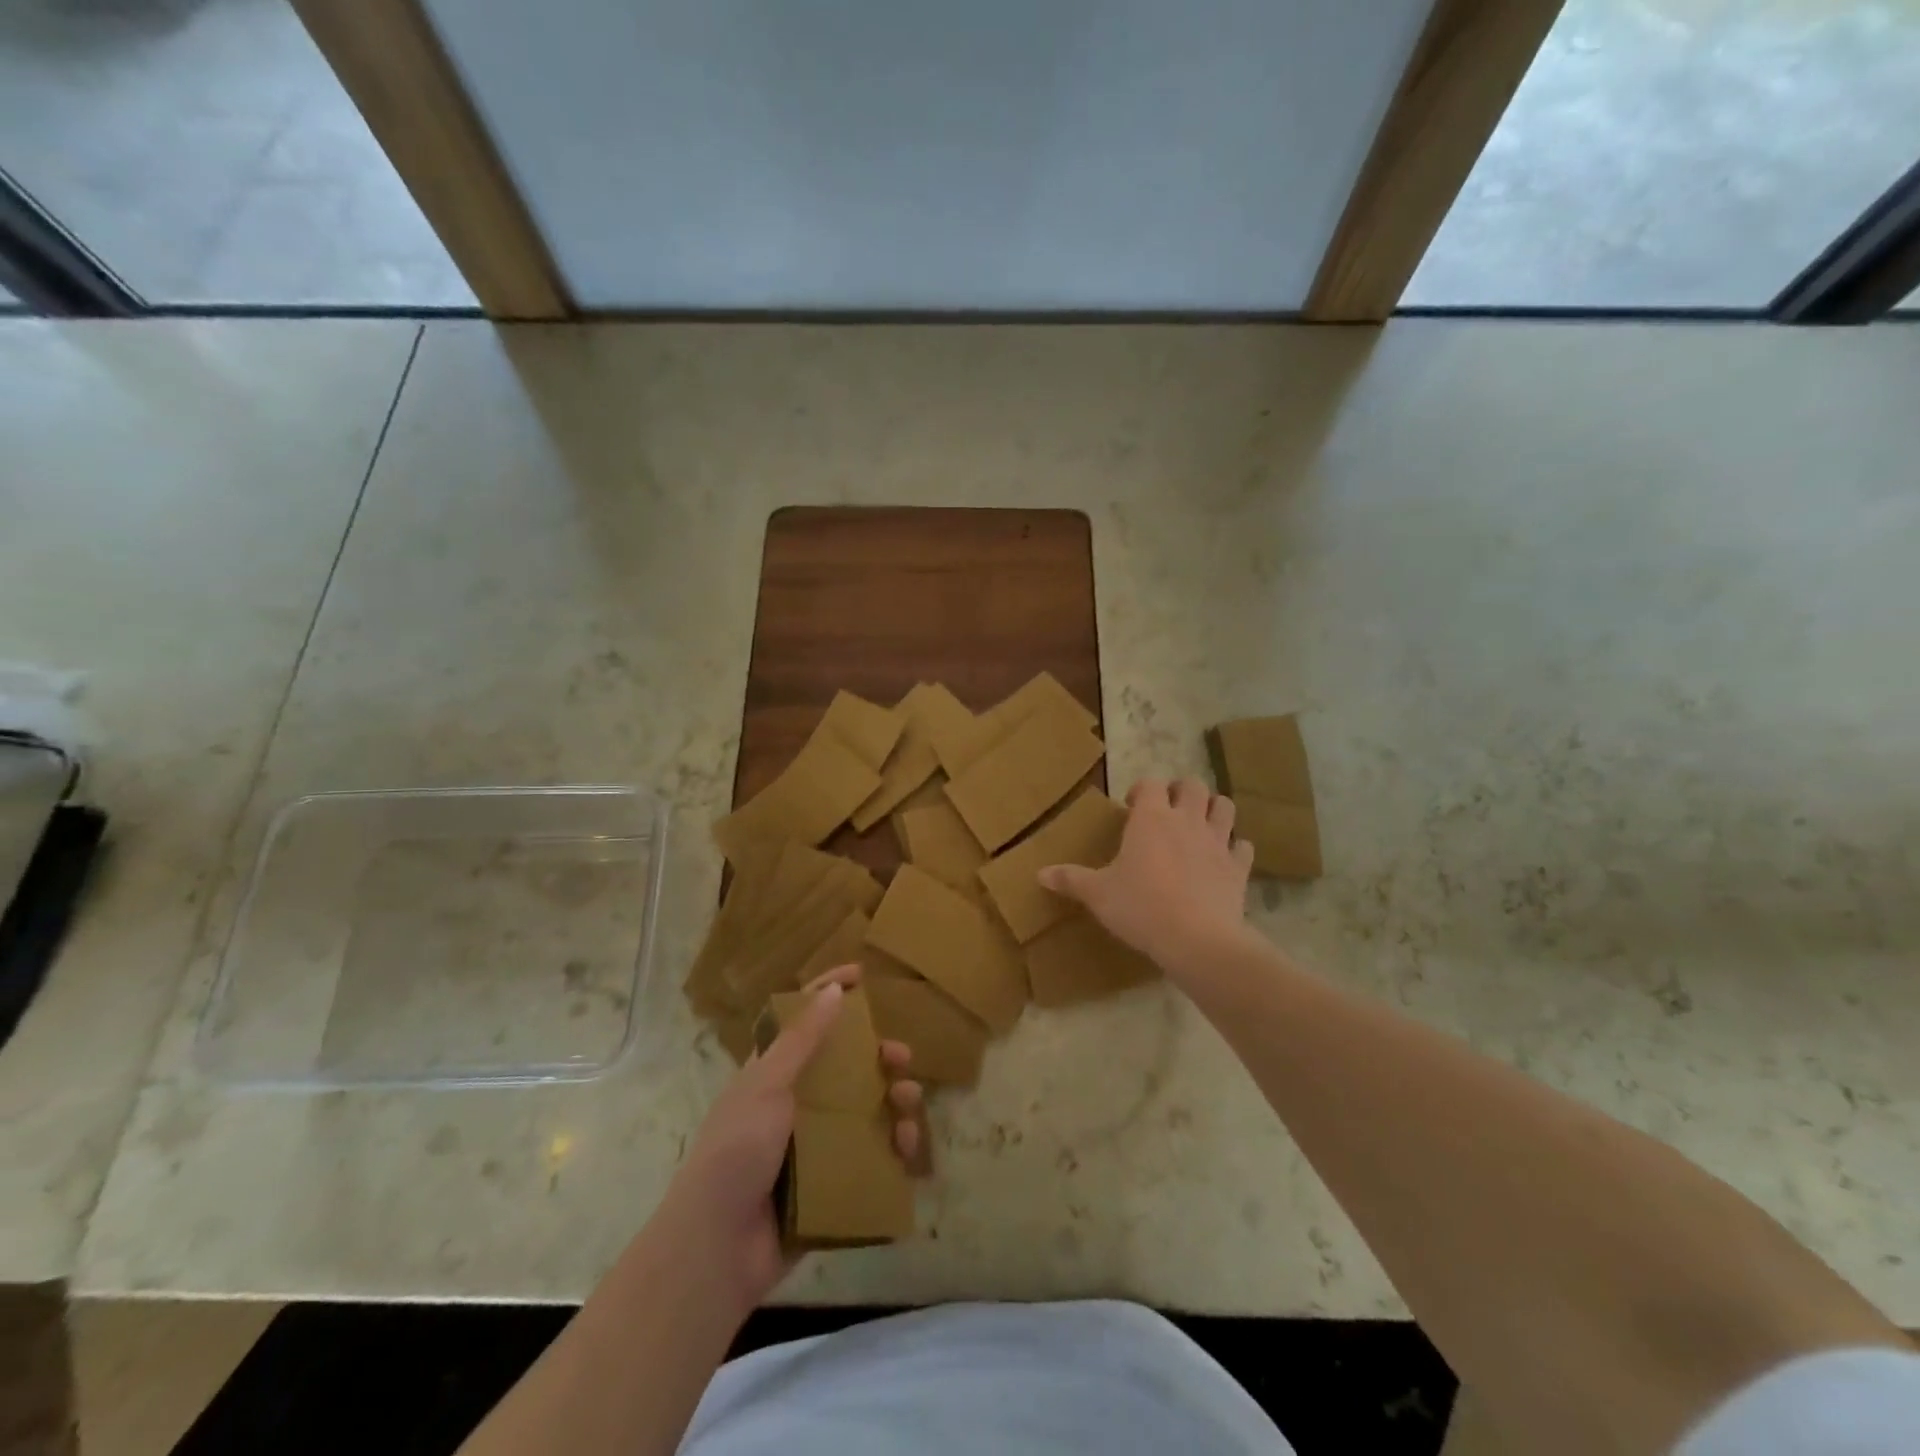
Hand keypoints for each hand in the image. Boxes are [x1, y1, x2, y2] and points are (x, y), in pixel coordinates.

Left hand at [657, 965, 922, 1316]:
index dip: (829, 993)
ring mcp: (816, 1146)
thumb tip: (833, 990)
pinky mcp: (832, 1184)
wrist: (718, 1248)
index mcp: (774, 1075)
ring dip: (894, 1100)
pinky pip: (873, 1157)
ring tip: (909, 1101)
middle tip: (901, 1056)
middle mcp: (797, 1105)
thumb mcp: (766, 1086)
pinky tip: (907, 1147)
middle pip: (846, 1067)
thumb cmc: (737, 1151)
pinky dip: (894, 1148)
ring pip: (867, 1110)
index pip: (804, 1021)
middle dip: (879, 1056)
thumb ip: (802, 1040)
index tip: (861, 975)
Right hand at [1040, 776, 1254, 978]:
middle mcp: (1186, 820)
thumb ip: (1070, 880)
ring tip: (1199, 826)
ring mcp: (1217, 842)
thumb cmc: (1140, 907)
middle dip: (1181, 791)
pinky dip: (1235, 849)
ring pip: (1225, 807)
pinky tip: (1223, 860)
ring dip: (1213, 810)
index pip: (1150, 784)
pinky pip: (1243, 847)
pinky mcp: (1238, 867)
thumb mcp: (1098, 894)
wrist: (1196, 939)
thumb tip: (1039, 874)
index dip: (1142, 790)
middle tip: (1168, 811)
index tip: (1132, 808)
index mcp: (1151, 818)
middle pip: (1193, 786)